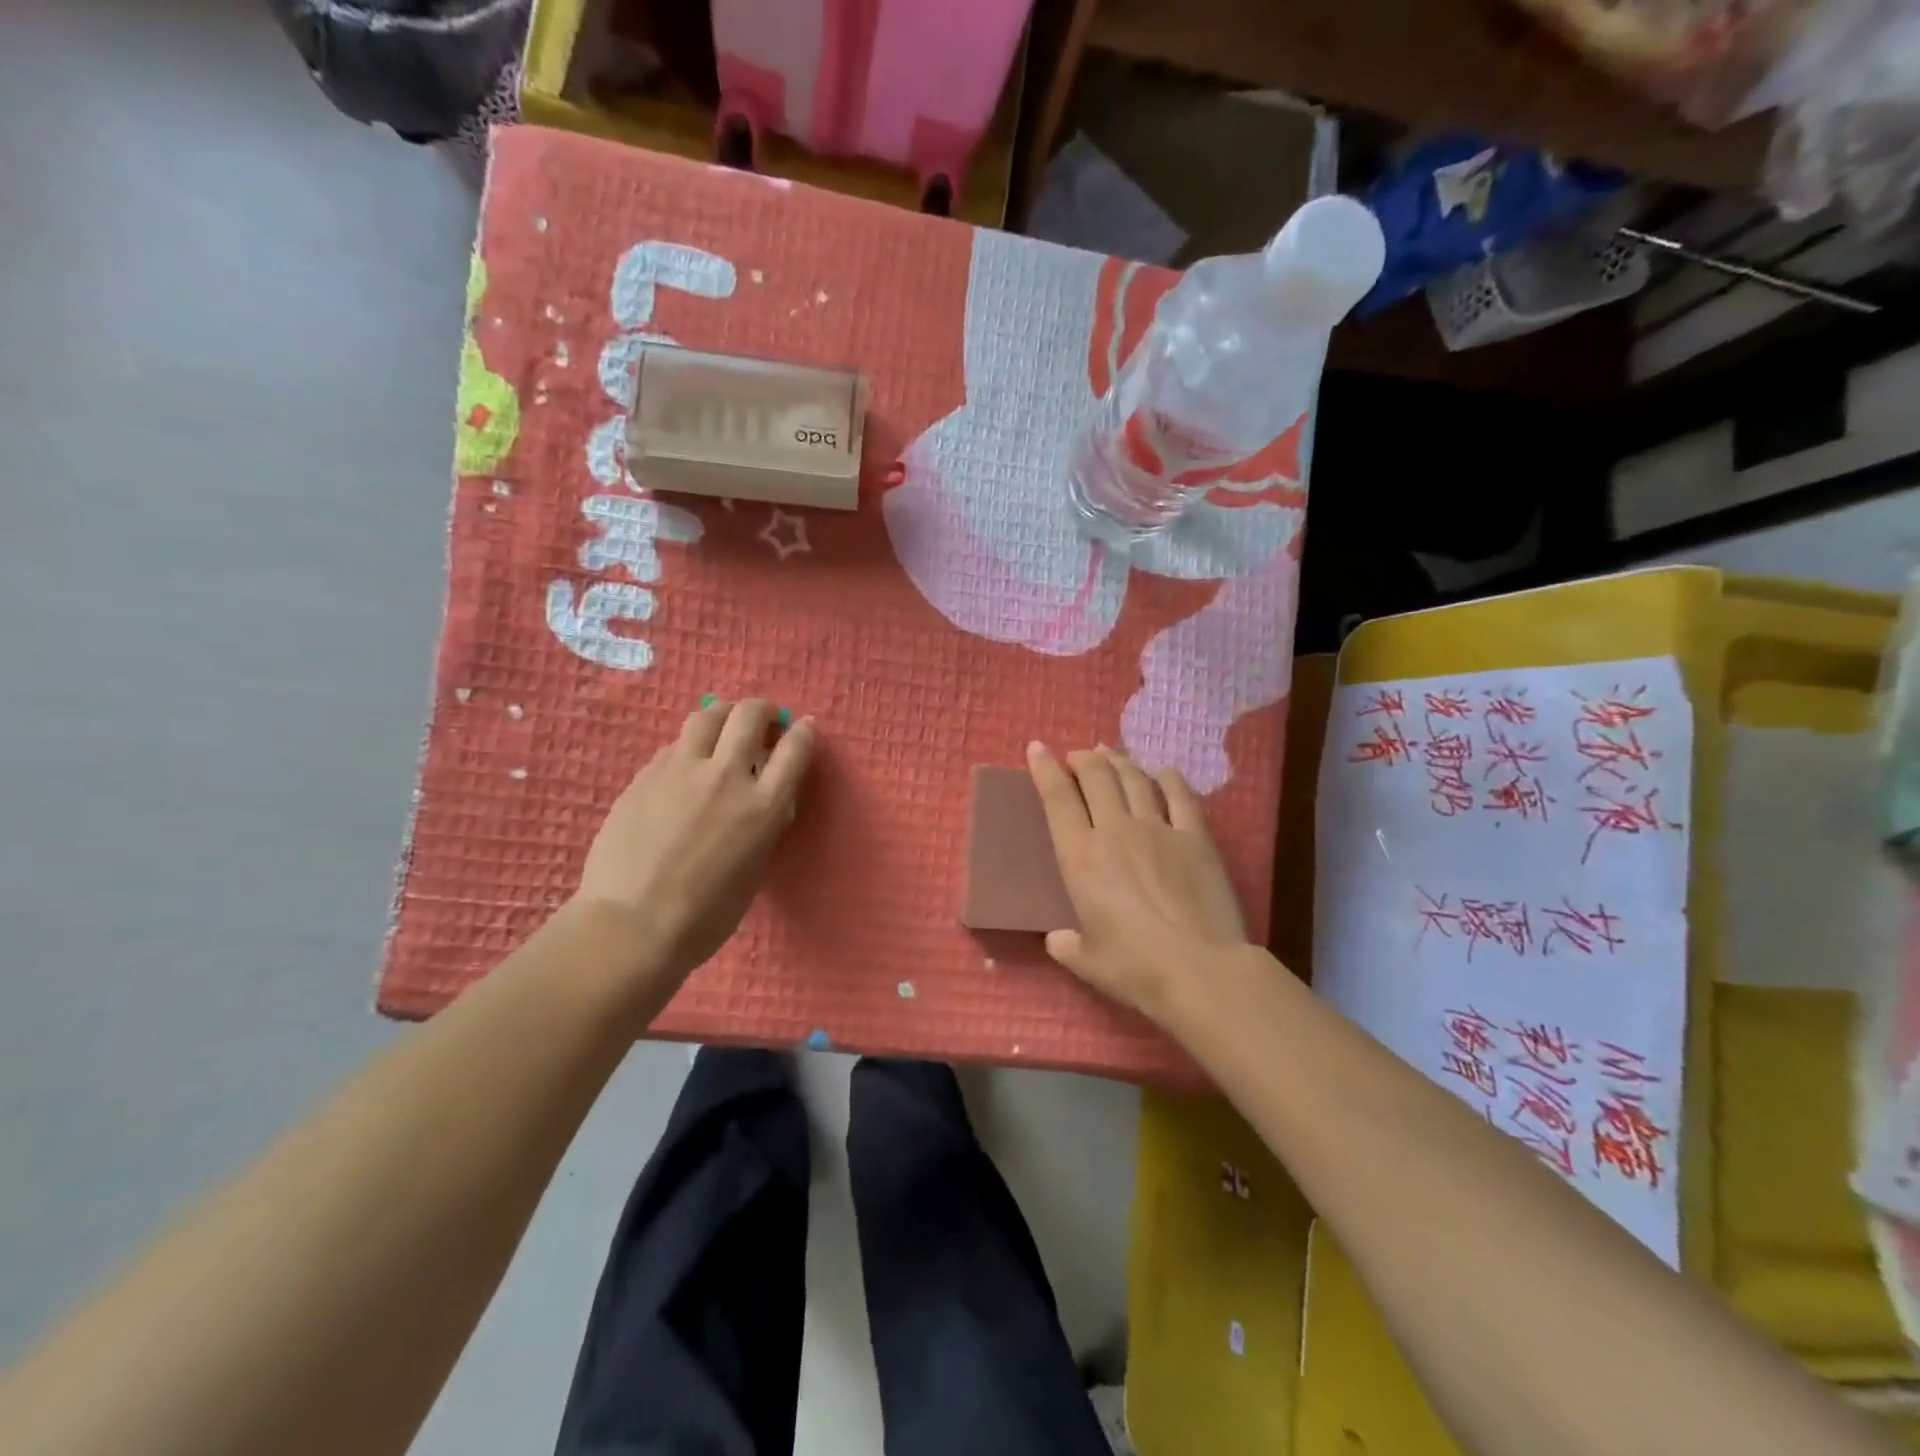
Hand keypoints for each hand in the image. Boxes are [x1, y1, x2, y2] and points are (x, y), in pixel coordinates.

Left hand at [573, 699, 815, 983]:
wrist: (631, 924)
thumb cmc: (705, 915)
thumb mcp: (755, 870)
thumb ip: (766, 827)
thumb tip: (771, 801)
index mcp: (762, 806)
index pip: (794, 749)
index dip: (803, 732)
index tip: (803, 727)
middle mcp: (726, 775)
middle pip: (749, 715)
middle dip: (764, 710)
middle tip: (765, 719)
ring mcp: (681, 770)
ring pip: (707, 716)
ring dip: (724, 715)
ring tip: (725, 726)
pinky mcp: (646, 775)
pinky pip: (675, 745)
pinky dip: (691, 745)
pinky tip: (687, 765)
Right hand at [1028, 742, 1249, 1025]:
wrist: (1199, 969)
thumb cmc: (1134, 968)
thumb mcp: (1087, 962)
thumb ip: (1067, 945)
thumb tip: (1058, 938)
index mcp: (1081, 857)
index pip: (1057, 799)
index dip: (1044, 769)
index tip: (1037, 748)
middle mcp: (1116, 831)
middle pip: (1096, 777)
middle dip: (1083, 759)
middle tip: (1078, 757)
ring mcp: (1159, 829)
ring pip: (1134, 779)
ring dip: (1119, 762)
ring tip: (1111, 755)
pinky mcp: (1196, 837)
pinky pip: (1181, 795)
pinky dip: (1168, 778)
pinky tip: (1162, 773)